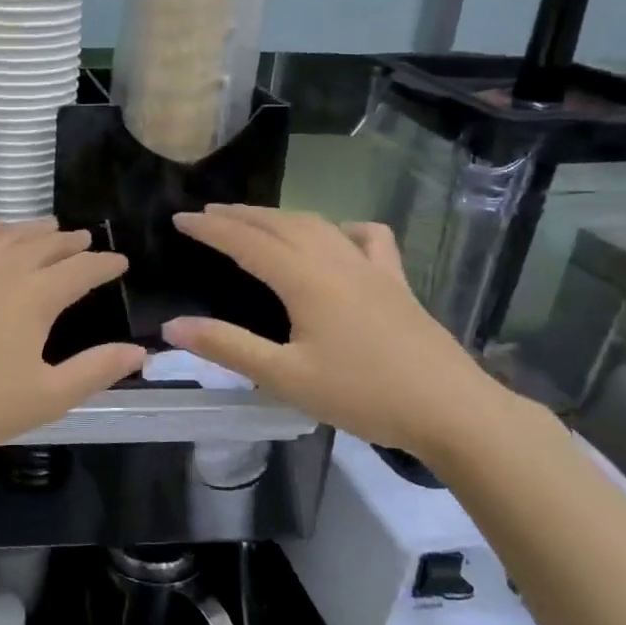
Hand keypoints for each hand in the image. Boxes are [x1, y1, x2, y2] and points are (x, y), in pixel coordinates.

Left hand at [0, 220, 146, 459]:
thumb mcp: (46, 398)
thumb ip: (95, 371)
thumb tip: (138, 350)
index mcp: (34, 299)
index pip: (80, 271)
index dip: (103, 264)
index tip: (119, 261)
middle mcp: (1, 271)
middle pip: (43, 246)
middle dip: (70, 241)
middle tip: (84, 238)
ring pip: (4, 236)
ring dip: (30, 228)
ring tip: (47, 225)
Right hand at [162, 205, 500, 458]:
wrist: (453, 411)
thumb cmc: (363, 395)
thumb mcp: (285, 377)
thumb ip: (228, 348)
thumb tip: (173, 325)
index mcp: (305, 280)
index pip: (246, 242)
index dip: (210, 228)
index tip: (179, 218)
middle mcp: (335, 261)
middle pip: (279, 224)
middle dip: (239, 215)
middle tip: (207, 213)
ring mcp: (370, 268)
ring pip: (317, 225)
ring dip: (278, 216)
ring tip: (253, 218)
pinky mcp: (395, 282)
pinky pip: (366, 238)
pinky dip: (341, 228)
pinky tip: (336, 236)